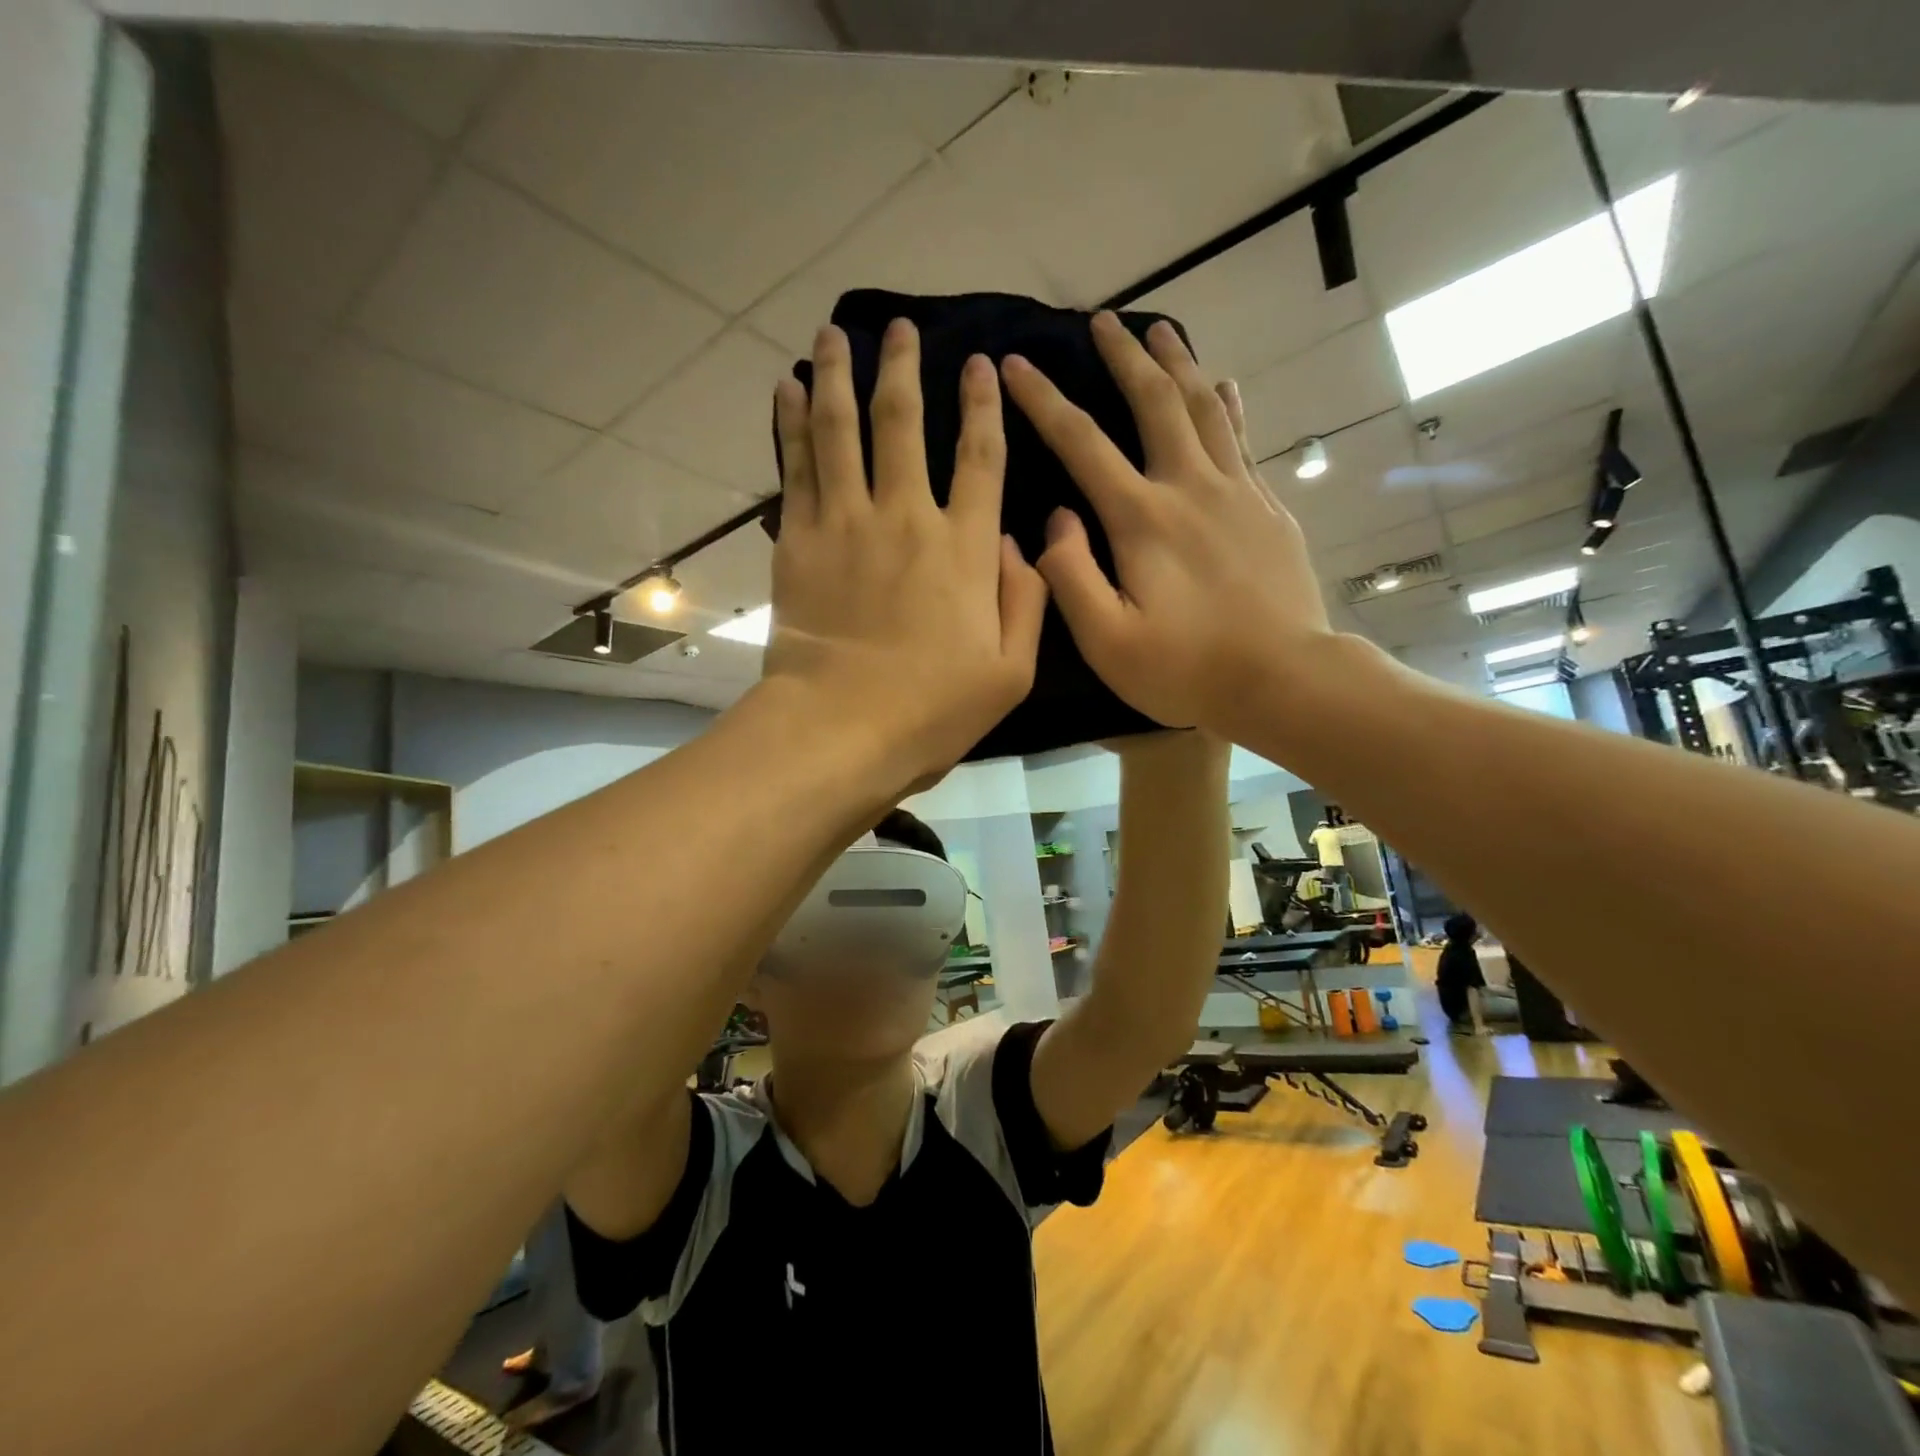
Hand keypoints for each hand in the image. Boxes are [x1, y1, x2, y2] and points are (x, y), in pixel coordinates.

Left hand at [764, 320, 1047, 785]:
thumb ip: (1025, 600)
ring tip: (835, 332)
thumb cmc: (932, 710)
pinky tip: (789, 388)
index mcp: (964, 549)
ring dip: (840, 374)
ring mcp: (846, 524)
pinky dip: (791, 423)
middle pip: (903, 423)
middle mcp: (905, 518)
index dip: (982, 406)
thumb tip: (1016, 543)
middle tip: (900, 327)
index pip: (980, 458)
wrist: (841, 729)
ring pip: (841, 429)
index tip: (979, 364)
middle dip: (903, 366)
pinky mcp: (799, 541)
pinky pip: (795, 467)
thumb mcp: (1011, 672)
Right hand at [1001, 312, 1332, 736]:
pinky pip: (1242, 439)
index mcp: (1141, 518)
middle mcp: (1189, 487)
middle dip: (1123, 356)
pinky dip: (1227, 405)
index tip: (1014, 364)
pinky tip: (1223, 386)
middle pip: (1154, 401)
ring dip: (1178, 364)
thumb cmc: (1186, 669)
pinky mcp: (1267, 508)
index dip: (1043, 400)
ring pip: (1204, 407)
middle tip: (1103, 320)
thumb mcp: (1107, 641)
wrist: (1284, 680)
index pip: (1081, 442)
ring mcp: (1236, 492)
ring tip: (1160, 330)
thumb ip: (1070, 576)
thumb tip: (1055, 519)